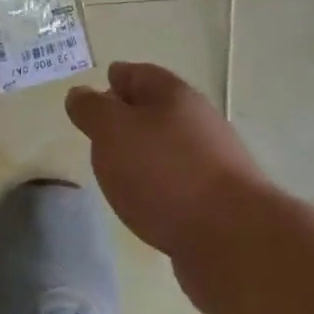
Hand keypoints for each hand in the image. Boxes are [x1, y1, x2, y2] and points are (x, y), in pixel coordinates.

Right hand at [66, 62, 269, 268]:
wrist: (232, 240)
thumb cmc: (163, 172)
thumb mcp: (111, 131)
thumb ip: (91, 110)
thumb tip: (80, 95)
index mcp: (173, 95)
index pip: (138, 74)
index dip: (116, 78)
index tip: (98, 88)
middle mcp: (198, 121)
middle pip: (157, 110)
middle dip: (130, 116)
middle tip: (101, 131)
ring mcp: (214, 163)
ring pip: (169, 147)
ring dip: (145, 153)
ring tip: (118, 169)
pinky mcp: (219, 202)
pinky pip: (180, 182)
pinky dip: (160, 185)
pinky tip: (146, 201)